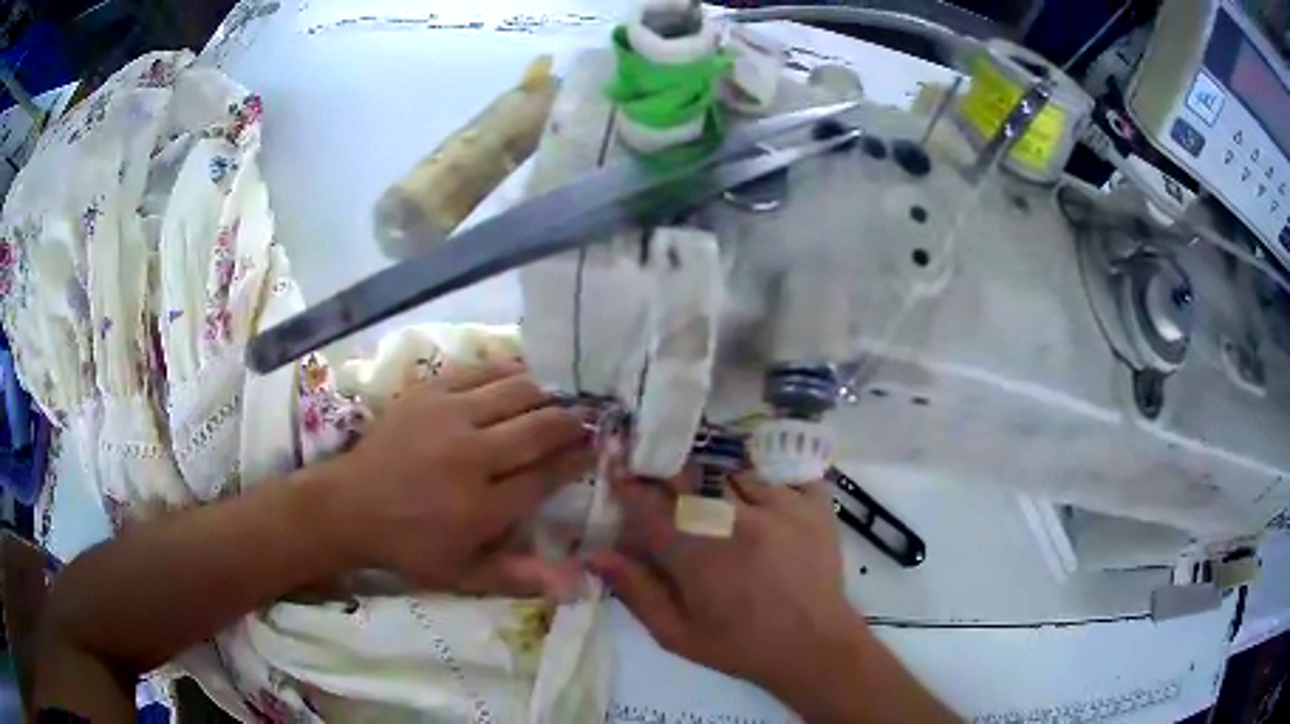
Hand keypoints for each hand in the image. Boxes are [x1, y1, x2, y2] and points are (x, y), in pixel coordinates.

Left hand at [318, 362, 592, 597]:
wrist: (349, 505)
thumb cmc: (409, 545)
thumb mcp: (462, 575)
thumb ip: (518, 578)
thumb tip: (576, 585)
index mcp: (482, 506)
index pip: (547, 475)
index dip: (577, 460)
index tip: (594, 450)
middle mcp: (472, 456)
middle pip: (539, 427)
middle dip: (572, 422)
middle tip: (588, 419)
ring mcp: (449, 416)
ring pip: (516, 391)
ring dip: (547, 393)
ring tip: (559, 398)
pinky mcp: (430, 392)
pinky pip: (482, 370)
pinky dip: (509, 371)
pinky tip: (522, 376)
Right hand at [591, 469, 863, 701]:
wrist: (815, 647)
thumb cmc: (740, 646)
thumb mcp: (677, 634)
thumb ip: (636, 591)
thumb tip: (595, 552)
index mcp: (697, 554)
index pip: (648, 504)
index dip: (628, 487)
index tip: (620, 476)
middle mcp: (736, 519)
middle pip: (689, 474)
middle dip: (668, 475)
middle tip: (665, 486)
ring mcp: (781, 505)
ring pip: (732, 470)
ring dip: (716, 481)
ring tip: (718, 503)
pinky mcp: (815, 503)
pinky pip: (780, 473)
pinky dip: (765, 481)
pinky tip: (761, 503)